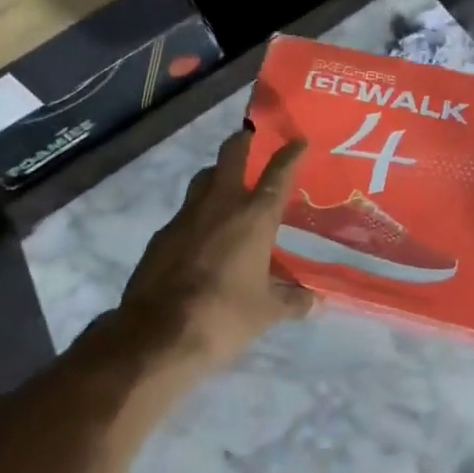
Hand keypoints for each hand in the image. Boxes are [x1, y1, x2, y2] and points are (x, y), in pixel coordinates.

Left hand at [113, 129, 316, 372]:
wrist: (156, 335)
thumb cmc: (223, 316)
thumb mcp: (266, 312)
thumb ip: (293, 301)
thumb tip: (317, 302)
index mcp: (254, 216)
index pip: (278, 173)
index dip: (291, 154)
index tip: (299, 140)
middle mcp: (221, 204)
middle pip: (231, 155)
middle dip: (243, 141)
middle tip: (251, 138)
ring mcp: (186, 216)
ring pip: (204, 179)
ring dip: (217, 174)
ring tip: (227, 186)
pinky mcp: (162, 235)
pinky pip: (185, 213)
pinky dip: (197, 215)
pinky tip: (201, 236)